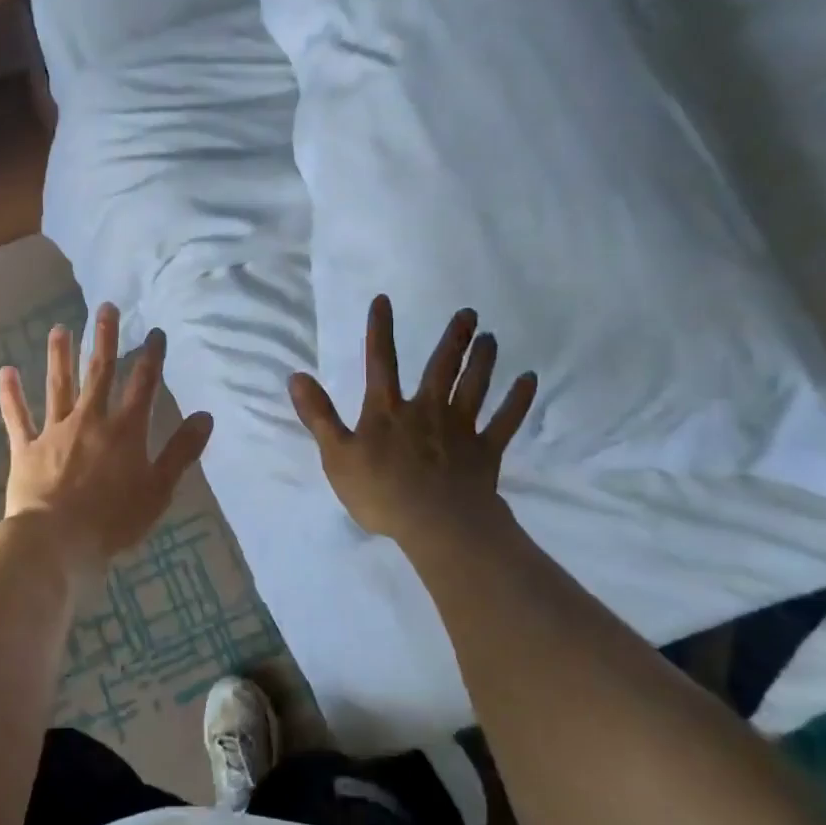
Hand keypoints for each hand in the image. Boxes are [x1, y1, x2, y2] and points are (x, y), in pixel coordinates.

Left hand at [0, 303, 213, 581]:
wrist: (56, 540)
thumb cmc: (114, 519)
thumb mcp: (159, 489)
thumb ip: (181, 451)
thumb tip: (206, 415)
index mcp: (125, 430)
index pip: (143, 384)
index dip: (151, 357)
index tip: (154, 331)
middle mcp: (90, 419)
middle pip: (99, 372)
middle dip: (103, 338)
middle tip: (105, 307)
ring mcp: (54, 431)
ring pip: (58, 385)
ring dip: (59, 356)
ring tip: (58, 329)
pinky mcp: (26, 448)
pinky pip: (17, 417)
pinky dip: (11, 395)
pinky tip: (5, 371)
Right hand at [289, 296, 535, 547]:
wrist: (436, 525)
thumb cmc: (381, 492)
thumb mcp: (337, 456)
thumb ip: (318, 415)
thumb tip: (296, 375)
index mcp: (387, 411)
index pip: (380, 362)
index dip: (380, 331)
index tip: (384, 300)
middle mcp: (426, 410)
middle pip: (440, 368)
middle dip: (453, 339)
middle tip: (469, 313)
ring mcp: (459, 429)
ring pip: (474, 387)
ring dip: (483, 362)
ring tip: (492, 339)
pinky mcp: (484, 451)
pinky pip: (504, 422)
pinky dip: (517, 401)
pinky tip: (529, 381)